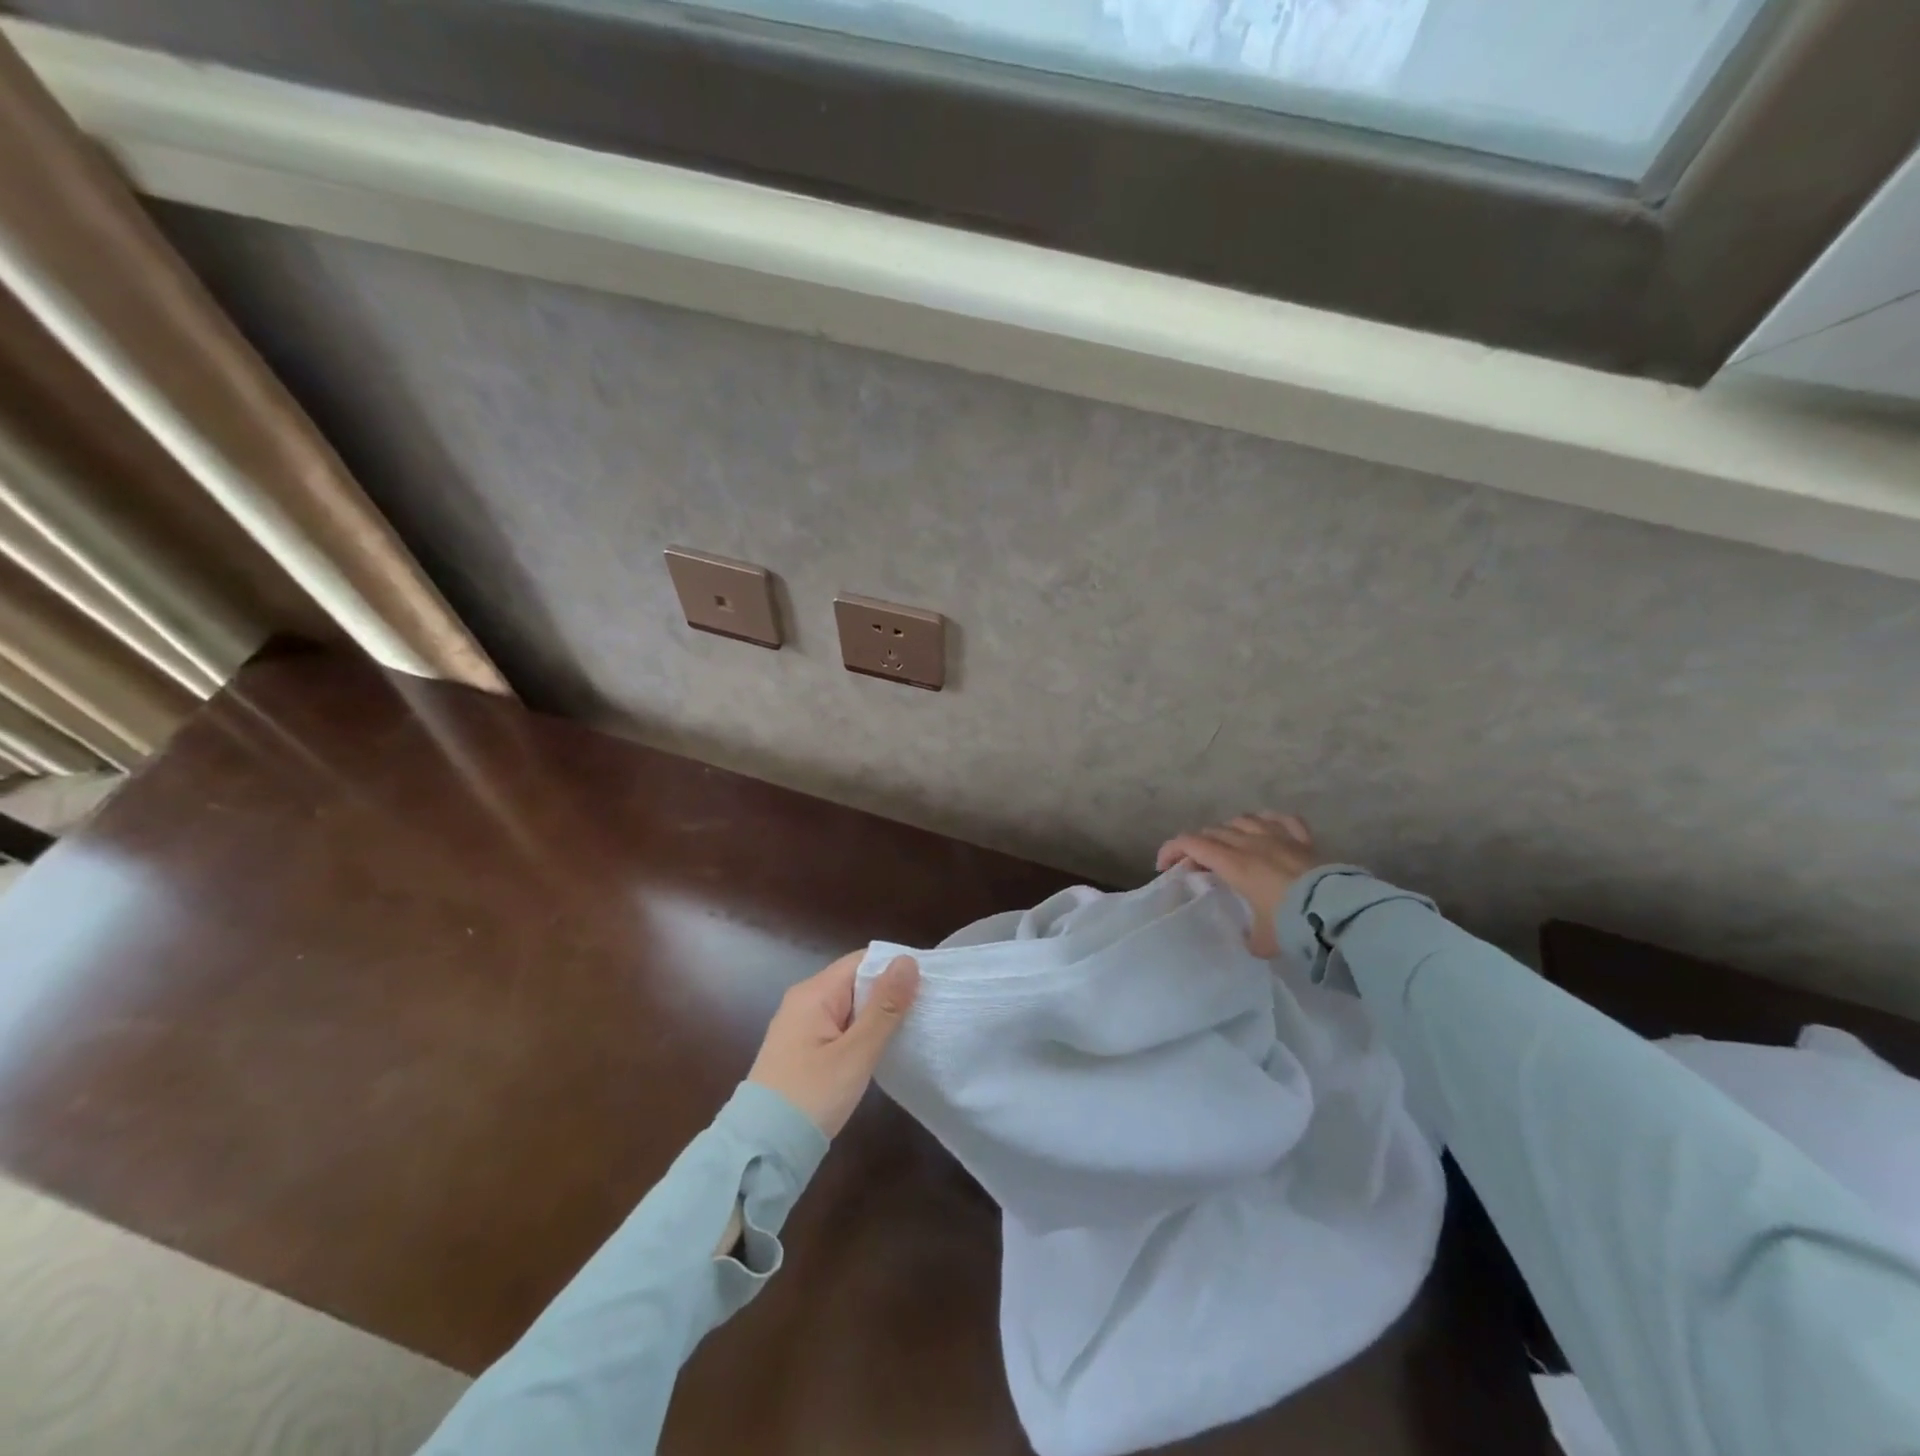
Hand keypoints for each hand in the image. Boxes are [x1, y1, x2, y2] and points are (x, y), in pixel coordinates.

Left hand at [748, 952, 920, 1136]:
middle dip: (888, 992)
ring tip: (912, 1027)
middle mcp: (804, 1001)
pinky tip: (881, 1050)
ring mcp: (800, 1027)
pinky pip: (839, 1027)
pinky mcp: (802, 1051)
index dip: (894, 967)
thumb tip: (908, 961)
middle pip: (855, 981)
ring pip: (849, 1007)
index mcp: (814, 993)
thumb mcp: (856, 1053)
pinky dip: (861, 1033)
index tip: (928, 983)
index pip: (861, 961)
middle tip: (926, 1008)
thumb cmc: (811, 1096)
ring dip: (876, 1015)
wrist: (762, 1151)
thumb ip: (884, 1007)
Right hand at [1156, 813, 1320, 958]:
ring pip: (1243, 820)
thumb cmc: (1292, 925)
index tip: (1164, 868)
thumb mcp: (1262, 941)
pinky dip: (1267, 821)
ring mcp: (1279, 837)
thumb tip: (1250, 939)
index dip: (1171, 850)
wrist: (1339, 913)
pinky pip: (1282, 819)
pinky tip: (1265, 828)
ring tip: (1227, 847)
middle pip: (1213, 832)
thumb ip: (1249, 937)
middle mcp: (1251, 842)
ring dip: (1228, 831)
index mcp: (1233, 863)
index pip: (1190, 843)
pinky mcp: (1304, 839)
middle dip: (1197, 847)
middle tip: (1196, 867)